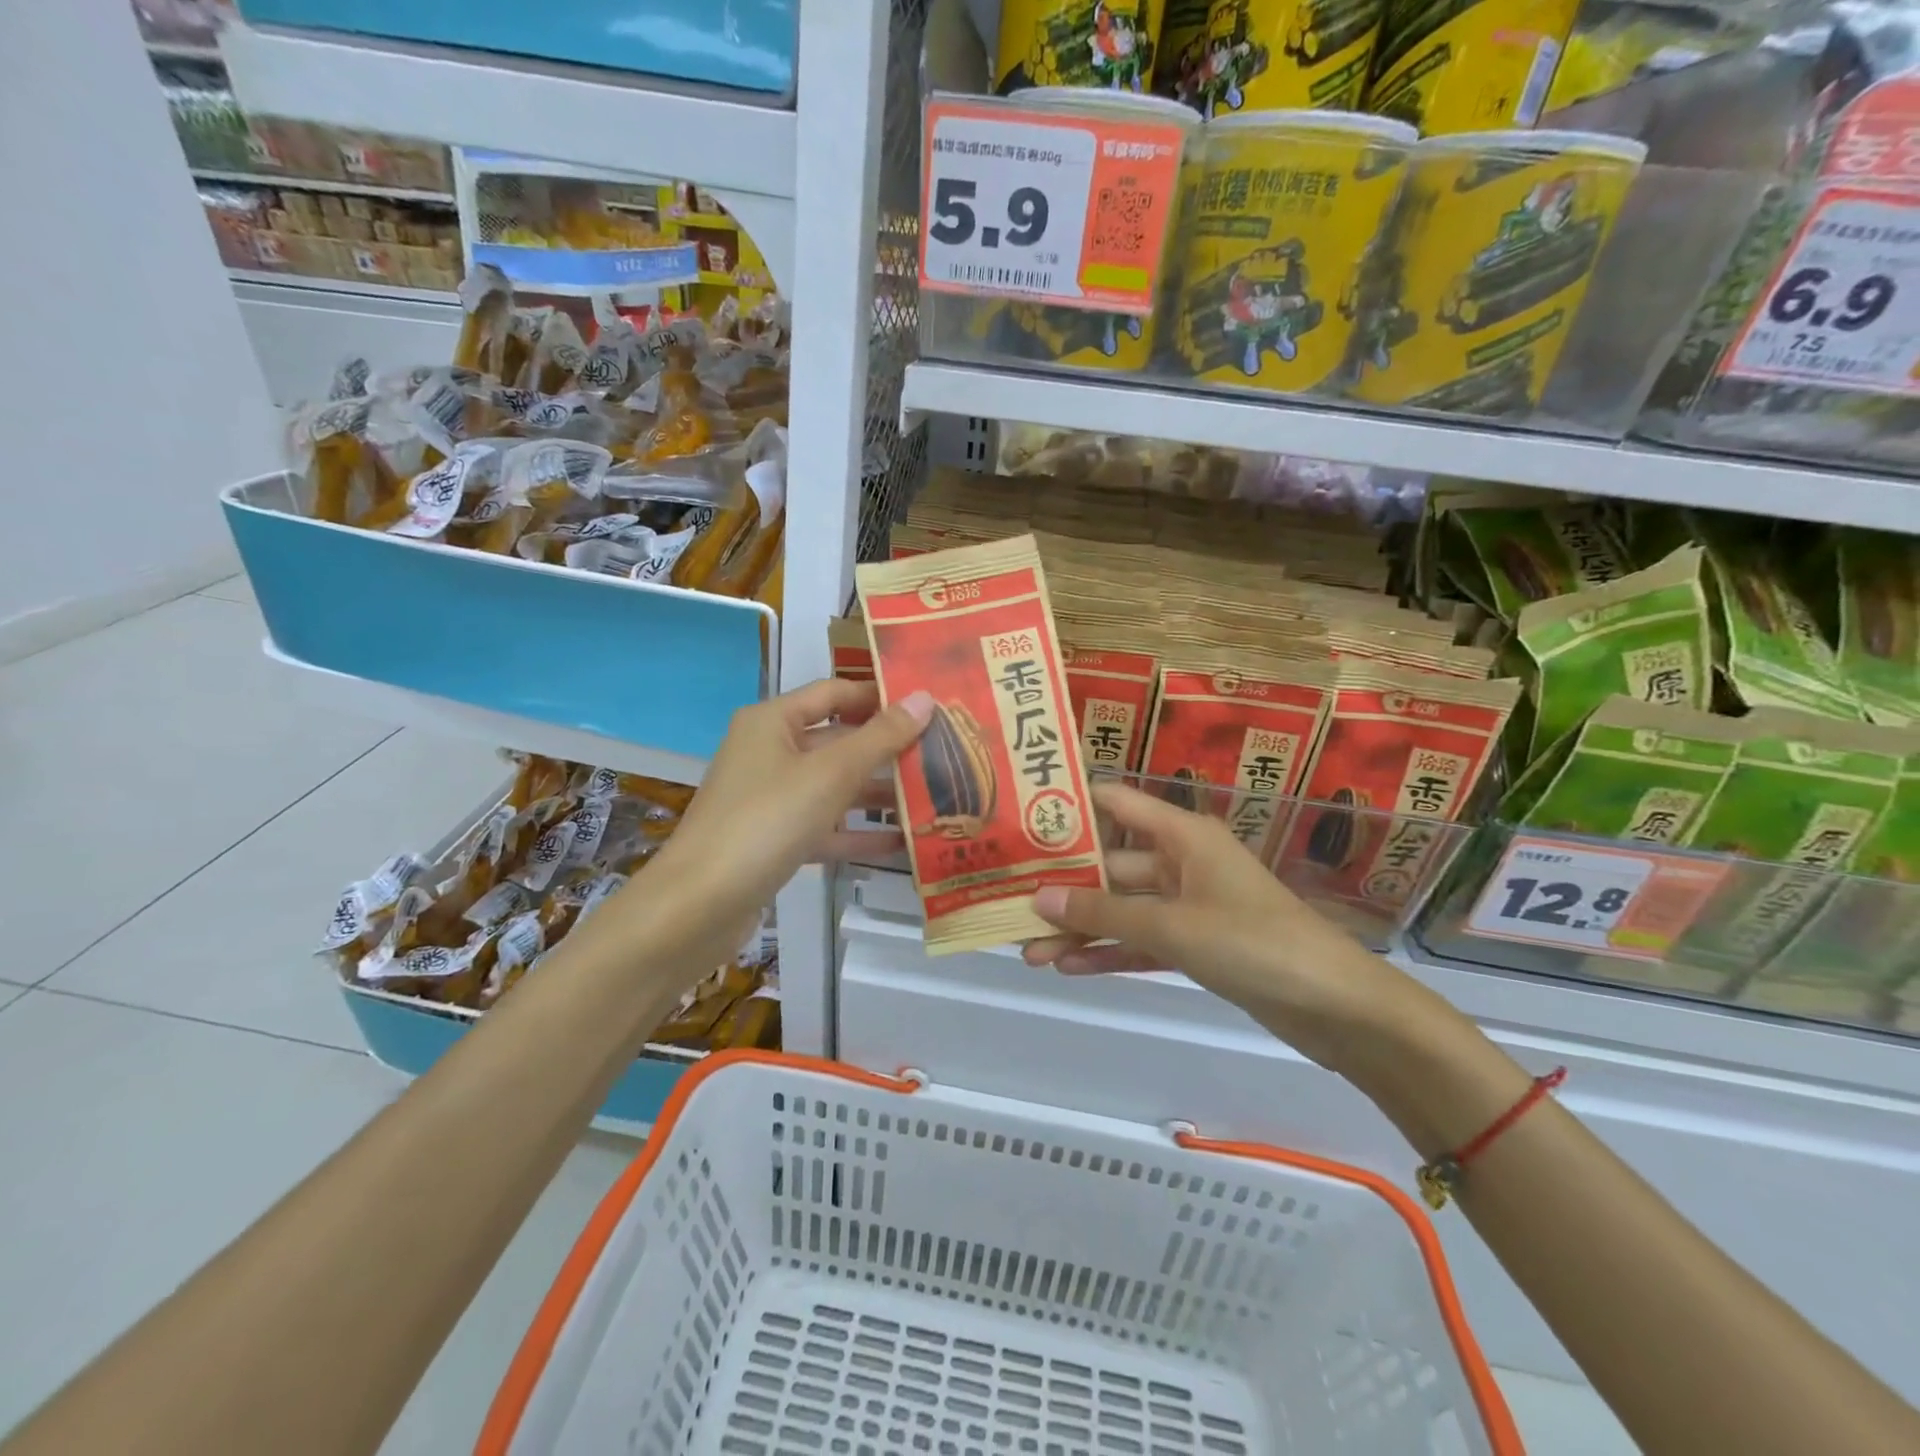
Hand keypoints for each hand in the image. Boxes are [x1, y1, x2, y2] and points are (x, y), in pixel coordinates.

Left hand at [636, 678, 930, 954]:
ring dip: (877, 791)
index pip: (835, 692)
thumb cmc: (766, 821)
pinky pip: (824, 826)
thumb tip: (924, 698)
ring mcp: (770, 798)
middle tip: (942, 752)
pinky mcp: (774, 840)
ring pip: (833, 786)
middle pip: (837, 740)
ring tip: (932, 796)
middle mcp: (769, 752)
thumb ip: (880, 737)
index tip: (929, 705)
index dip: (880, 696)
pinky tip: (901, 842)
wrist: (698, 906)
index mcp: (773, 721)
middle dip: (886, 748)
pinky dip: (857, 831)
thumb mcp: (830, 774)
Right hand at [1023, 781, 1420, 1073]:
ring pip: (1122, 908)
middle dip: (1064, 887)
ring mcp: (1188, 904)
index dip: (1070, 807)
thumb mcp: (1173, 926)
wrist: (1337, 1008)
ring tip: (1027, 949)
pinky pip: (1142, 940)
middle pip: (1110, 864)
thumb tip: (1037, 897)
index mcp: (1182, 834)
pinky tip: (1069, 967)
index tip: (1020, 818)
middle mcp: (1181, 860)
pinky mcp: (1196, 943)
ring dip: (1080, 927)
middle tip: (1010, 902)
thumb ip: (1104, 913)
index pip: (1115, 802)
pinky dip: (1110, 952)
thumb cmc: (1255, 944)